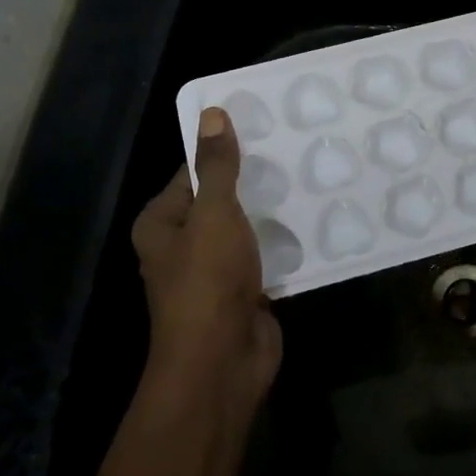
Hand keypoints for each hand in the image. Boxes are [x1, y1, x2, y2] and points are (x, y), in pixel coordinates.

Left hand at [130, 108, 281, 417]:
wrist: (223, 361)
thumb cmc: (208, 281)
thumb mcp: (213, 214)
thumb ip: (217, 167)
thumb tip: (211, 113)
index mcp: (161, 223)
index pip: (190, 174)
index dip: (222, 151)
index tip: (262, 129)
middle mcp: (183, 245)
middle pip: (220, 201)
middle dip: (254, 181)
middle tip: (295, 149)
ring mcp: (215, 271)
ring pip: (246, 230)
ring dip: (272, 213)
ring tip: (310, 177)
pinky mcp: (244, 291)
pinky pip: (265, 256)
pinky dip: (284, 242)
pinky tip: (314, 220)